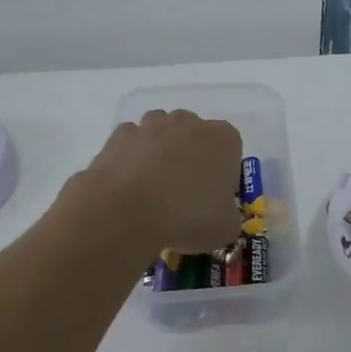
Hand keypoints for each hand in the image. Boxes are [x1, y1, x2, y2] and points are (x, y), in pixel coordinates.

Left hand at [83, 110, 243, 253]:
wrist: (127, 212)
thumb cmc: (189, 215)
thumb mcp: (226, 229)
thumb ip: (229, 216)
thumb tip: (219, 216)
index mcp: (224, 138)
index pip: (231, 149)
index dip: (224, 173)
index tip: (214, 196)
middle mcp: (190, 122)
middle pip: (196, 136)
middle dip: (192, 158)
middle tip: (185, 194)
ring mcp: (151, 125)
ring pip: (162, 134)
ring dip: (161, 154)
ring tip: (154, 190)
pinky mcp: (119, 135)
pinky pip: (132, 143)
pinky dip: (132, 158)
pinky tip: (130, 186)